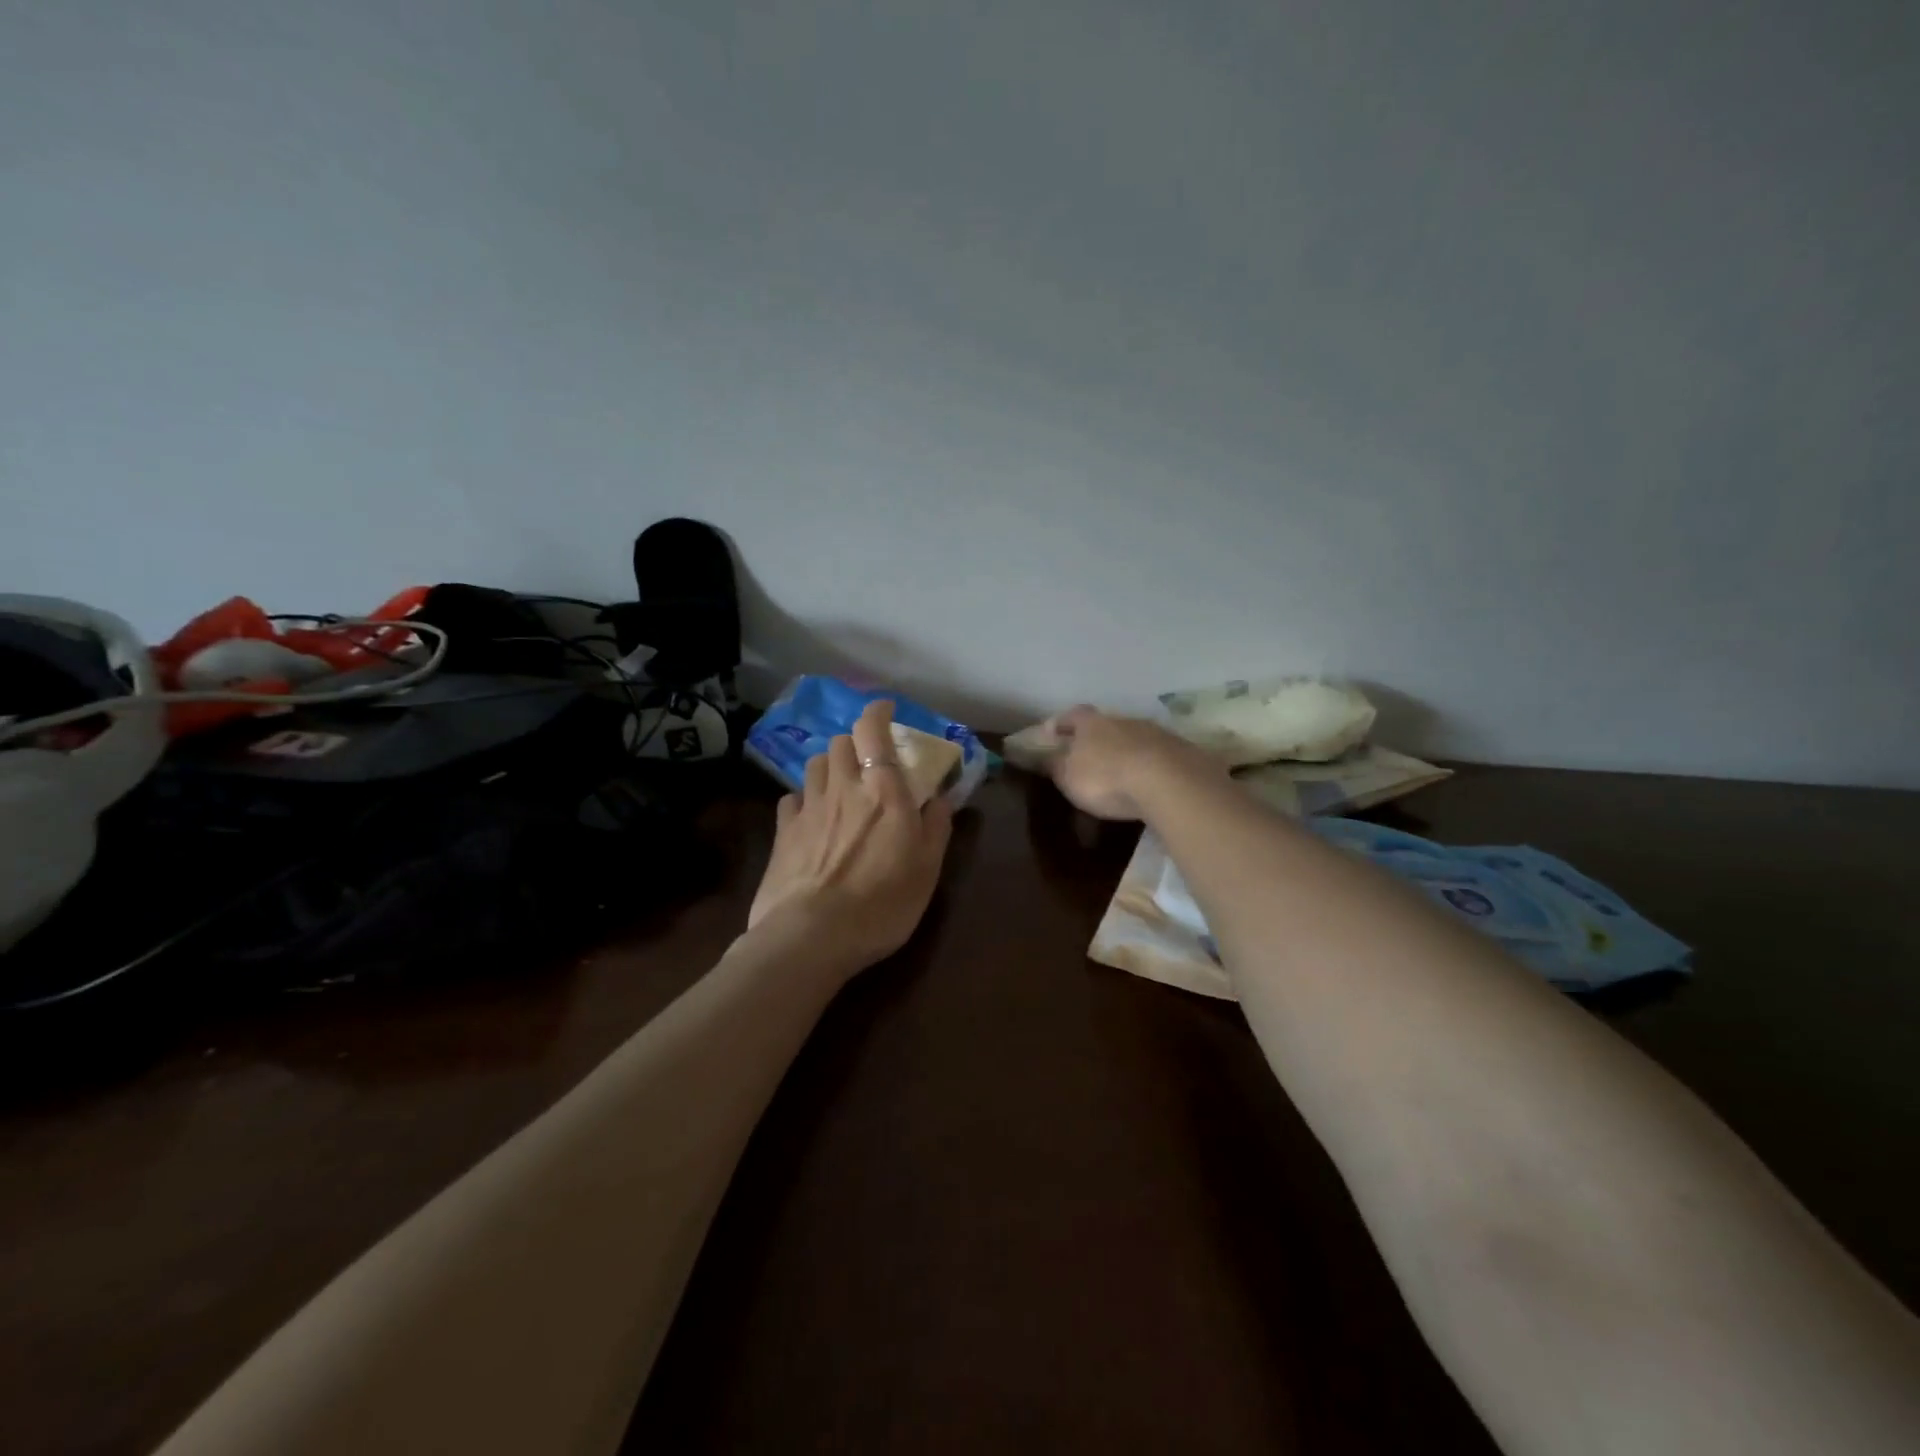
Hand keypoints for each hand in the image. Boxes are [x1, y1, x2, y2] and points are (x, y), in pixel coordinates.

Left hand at [747, 699, 954, 974]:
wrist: (812, 936)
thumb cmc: (882, 903)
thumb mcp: (927, 869)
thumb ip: (937, 826)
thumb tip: (940, 797)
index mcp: (883, 791)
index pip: (872, 731)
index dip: (877, 712)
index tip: (886, 709)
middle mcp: (842, 788)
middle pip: (839, 743)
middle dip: (853, 744)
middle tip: (867, 762)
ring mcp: (808, 809)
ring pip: (813, 765)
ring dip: (828, 766)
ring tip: (838, 784)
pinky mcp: (782, 832)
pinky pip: (791, 799)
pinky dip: (803, 798)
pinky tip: (810, 815)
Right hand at [1040, 705, 1224, 821]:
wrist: (1168, 782)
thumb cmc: (1106, 778)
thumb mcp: (1069, 777)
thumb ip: (1055, 765)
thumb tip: (1045, 756)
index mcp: (1092, 723)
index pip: (1071, 715)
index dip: (1060, 723)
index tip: (1051, 733)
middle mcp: (1123, 720)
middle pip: (1105, 725)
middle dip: (1097, 739)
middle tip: (1089, 756)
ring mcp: (1155, 733)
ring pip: (1134, 738)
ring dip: (1126, 751)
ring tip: (1121, 773)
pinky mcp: (1180, 750)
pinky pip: (1157, 755)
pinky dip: (1149, 764)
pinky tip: (1148, 781)